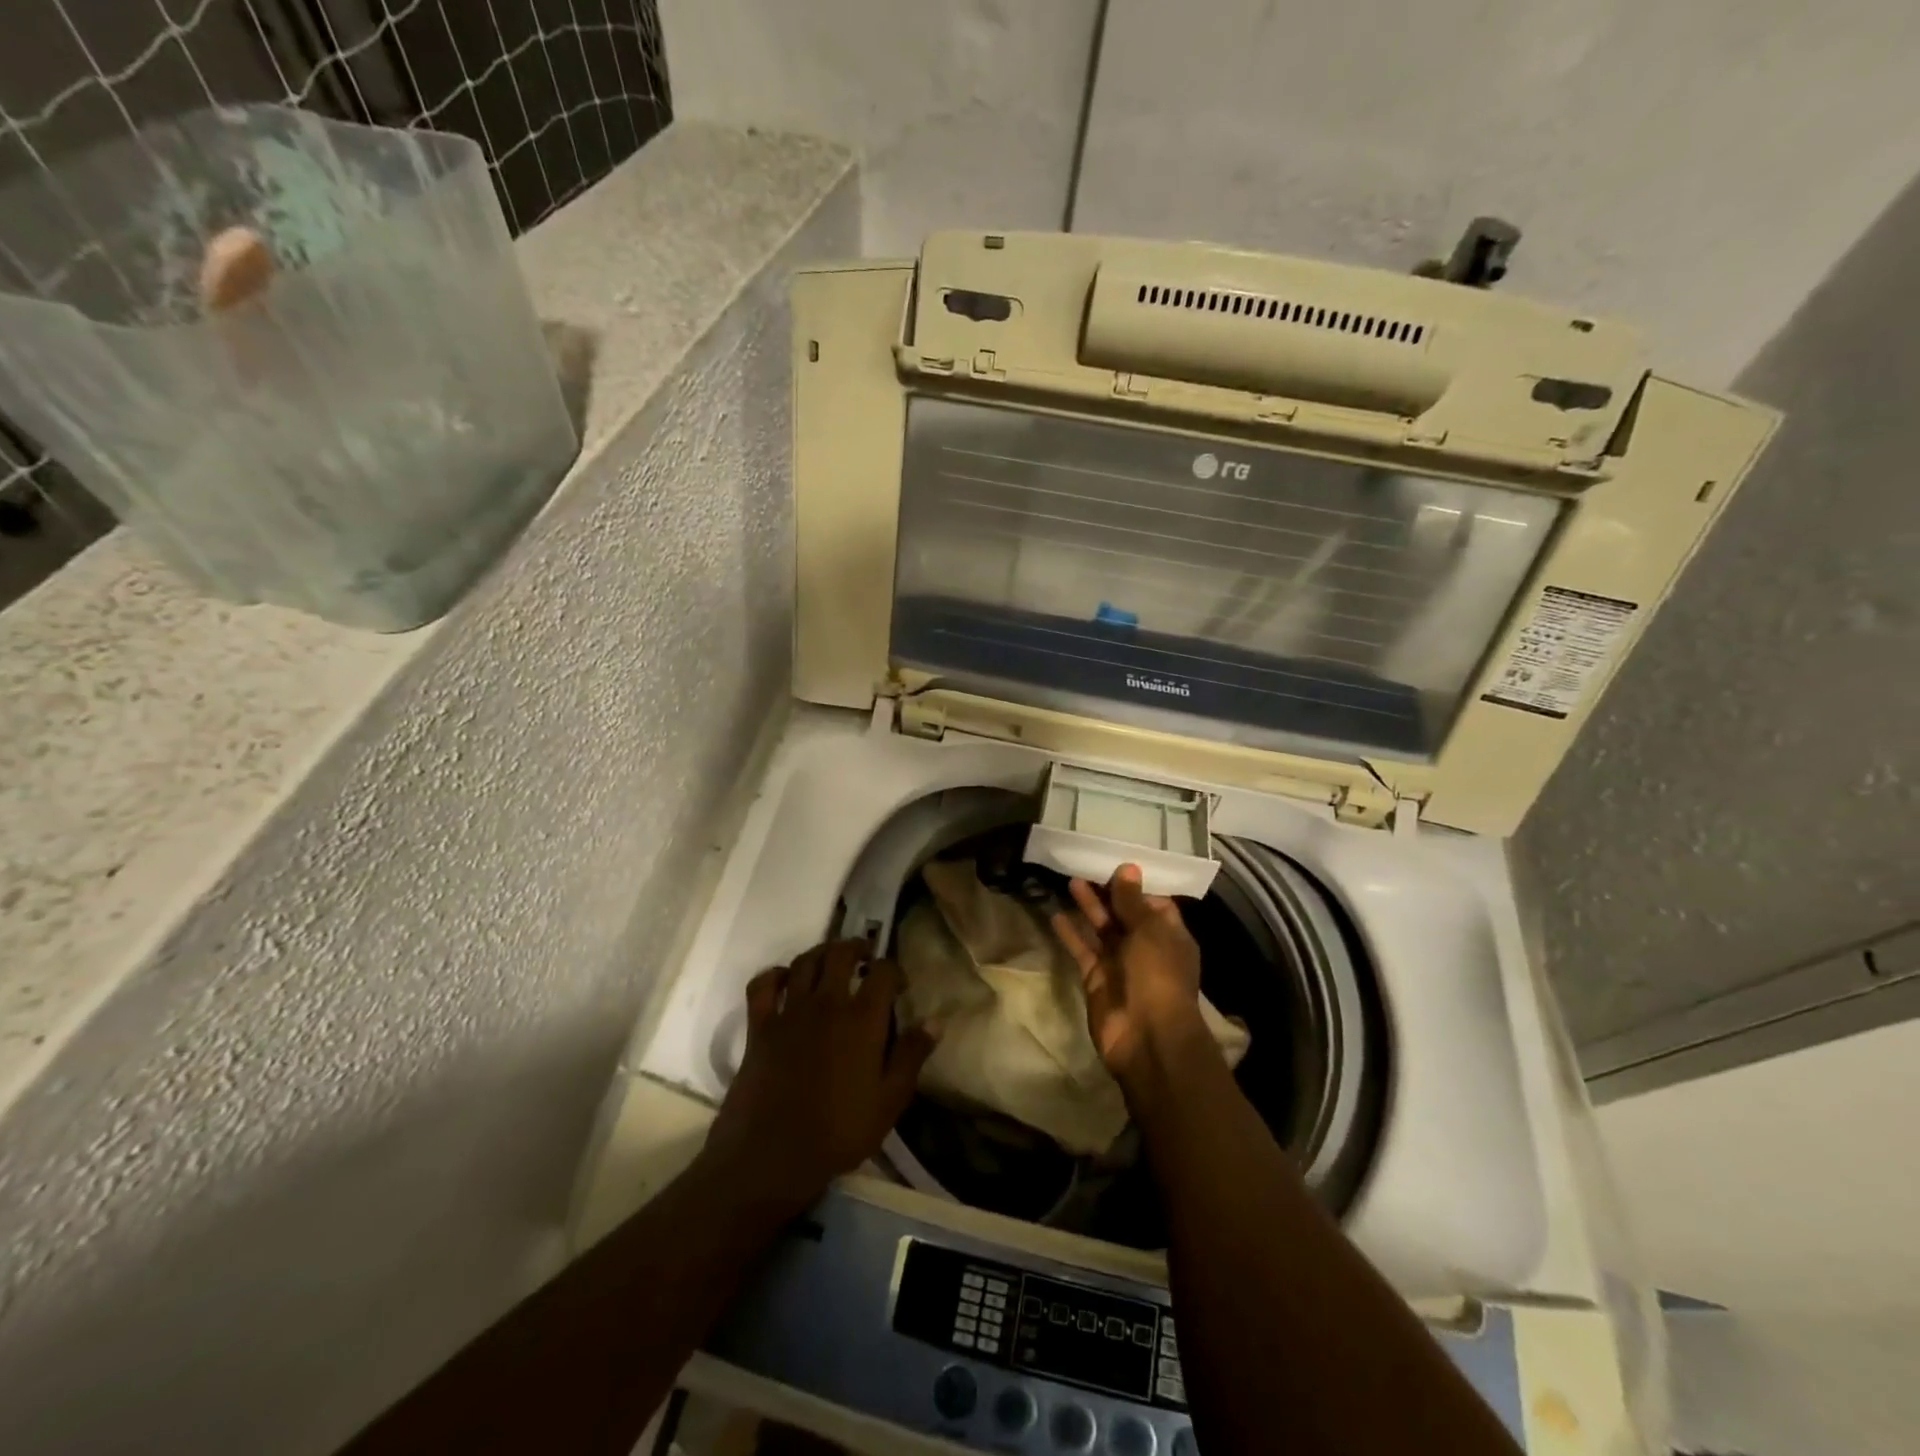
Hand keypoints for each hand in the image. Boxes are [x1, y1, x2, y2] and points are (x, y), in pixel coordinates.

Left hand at [702, 939, 937, 1214]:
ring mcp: (790, 1011)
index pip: (883, 971)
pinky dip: (774, 974)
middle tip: (865, 956)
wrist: (772, 1156)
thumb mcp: (889, 1101)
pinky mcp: (759, 1026)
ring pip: (805, 961)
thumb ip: (912, 1056)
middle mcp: (827, 1003)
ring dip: (821, 952)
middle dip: (857, 947)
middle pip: (841, 953)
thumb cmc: (839, 1132)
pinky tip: (784, 979)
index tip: (898, 983)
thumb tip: (935, 1021)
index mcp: (862, 1019)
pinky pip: (763, 985)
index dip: (893, 969)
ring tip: (831, 960)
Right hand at [1052, 864, 1209, 1084]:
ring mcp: (1120, 963)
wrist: (1146, 1037)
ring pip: (1102, 929)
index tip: (1115, 861)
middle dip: (1107, 892)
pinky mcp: (1096, 978)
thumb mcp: (1149, 931)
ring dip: (1089, 906)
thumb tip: (1128, 868)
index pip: (1153, 902)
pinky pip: (1083, 950)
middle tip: (1086, 865)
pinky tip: (1056, 914)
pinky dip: (1071, 933)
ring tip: (1070, 880)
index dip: (1135, 884)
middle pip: (1124, 913)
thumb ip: (1132, 900)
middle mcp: (1146, 947)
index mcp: (1169, 935)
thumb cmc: (1157, 975)